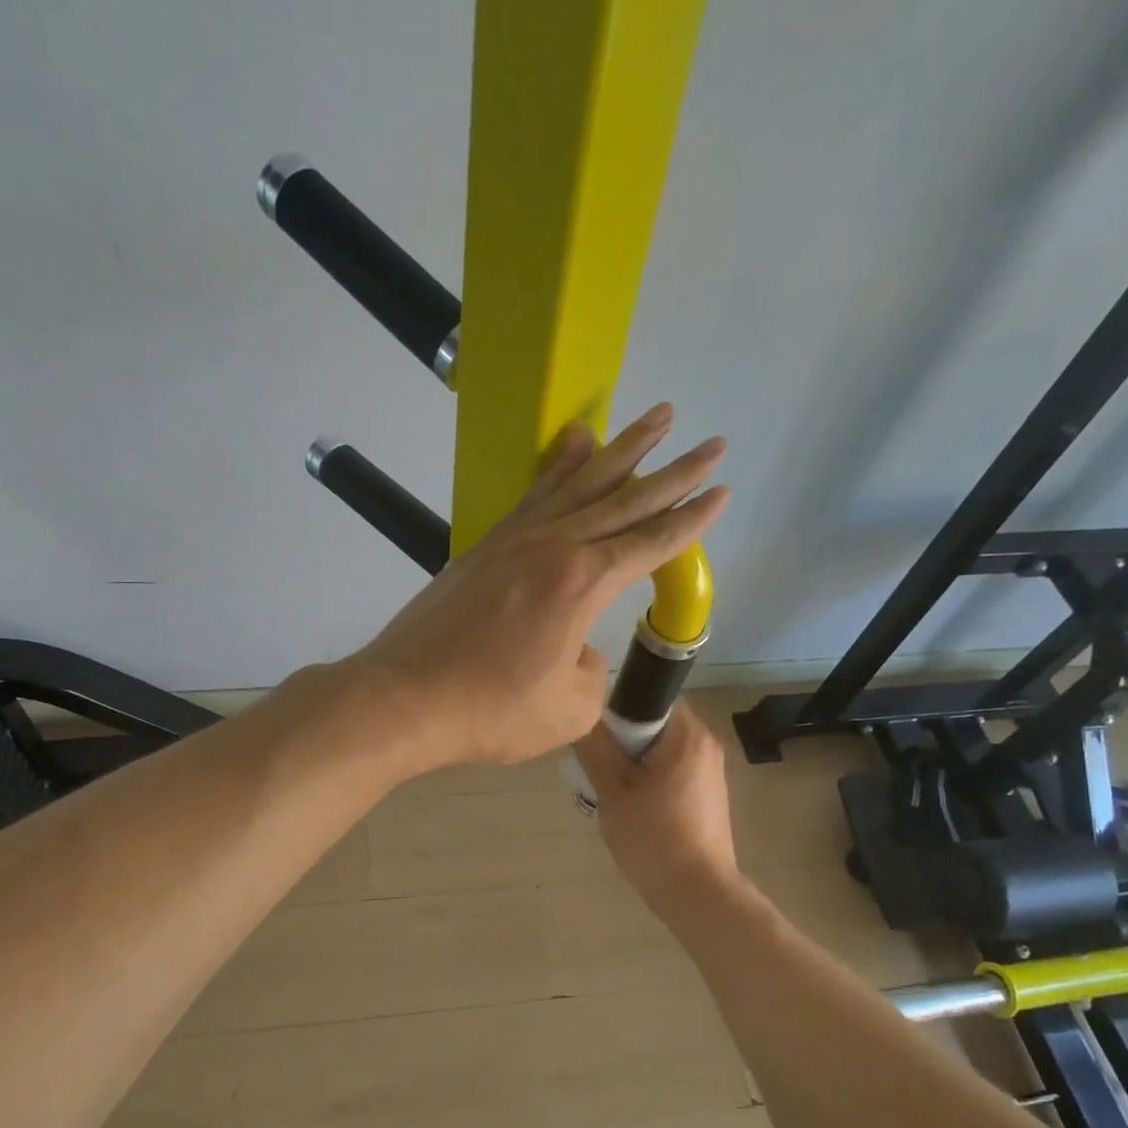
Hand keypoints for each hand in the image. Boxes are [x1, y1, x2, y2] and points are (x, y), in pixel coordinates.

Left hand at [353, 404, 727, 768]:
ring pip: (581, 483)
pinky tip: (576, 443)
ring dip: (623, 450)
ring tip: (658, 416)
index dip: (691, 521)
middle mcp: (554, 547)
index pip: (651, 543)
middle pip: (626, 501)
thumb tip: (578, 644)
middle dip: (675, 473)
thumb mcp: (568, 709)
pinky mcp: (485, 545)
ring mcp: (515, 540)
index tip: (722, 490)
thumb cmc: (491, 711)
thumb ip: (590, 670)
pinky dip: (560, 466)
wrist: (406, 698)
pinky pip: (535, 494)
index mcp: (583, 584)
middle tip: (714, 443)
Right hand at [573, 701, 740, 906]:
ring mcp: (709, 773)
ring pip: (659, 752)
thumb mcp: (613, 789)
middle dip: (622, 742)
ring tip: (608, 791)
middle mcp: (706, 745)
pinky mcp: (706, 797)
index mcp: (689, 735)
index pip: (651, 696)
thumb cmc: (654, 836)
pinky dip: (647, 782)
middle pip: (654, 725)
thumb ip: (596, 746)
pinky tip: (630, 809)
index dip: (619, 709)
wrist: (697, 893)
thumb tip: (583, 714)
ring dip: (632, 765)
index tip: (597, 736)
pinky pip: (670, 773)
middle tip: (595, 766)